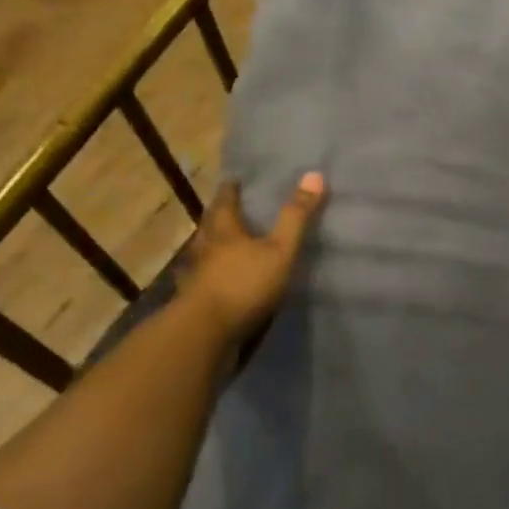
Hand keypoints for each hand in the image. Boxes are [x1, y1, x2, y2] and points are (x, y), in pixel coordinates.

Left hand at [177, 173, 325, 339]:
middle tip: (229, 207)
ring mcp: (196, 277)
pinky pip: (201, 281)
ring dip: (211, 246)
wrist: (205, 334)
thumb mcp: (280, 249)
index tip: (234, 180)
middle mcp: (205, 249)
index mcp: (224, 231)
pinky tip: (216, 281)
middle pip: (210, 226)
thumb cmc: (244, 284)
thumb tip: (315, 174)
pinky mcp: (194, 302)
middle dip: (218, 215)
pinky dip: (209, 276)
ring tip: (224, 243)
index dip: (230, 190)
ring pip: (202, 253)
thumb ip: (296, 217)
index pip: (225, 202)